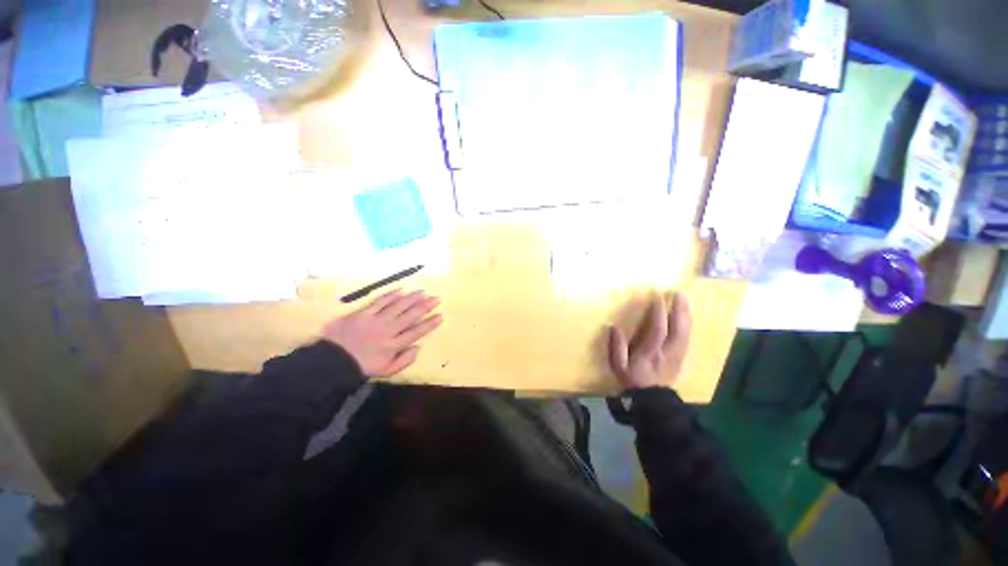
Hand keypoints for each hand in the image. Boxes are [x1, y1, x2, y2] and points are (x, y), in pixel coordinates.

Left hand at [322, 290, 442, 376]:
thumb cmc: (362, 366)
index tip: (440, 316)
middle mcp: (388, 330)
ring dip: (412, 298)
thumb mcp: (386, 371)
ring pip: (398, 306)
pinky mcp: (363, 313)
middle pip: (410, 316)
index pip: (416, 332)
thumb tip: (418, 347)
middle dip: (425, 306)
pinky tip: (401, 290)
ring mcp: (375, 321)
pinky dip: (391, 295)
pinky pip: (379, 302)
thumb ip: (405, 360)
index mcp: (393, 345)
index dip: (430, 323)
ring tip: (423, 292)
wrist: (332, 361)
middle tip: (436, 299)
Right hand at [608, 292, 691, 389]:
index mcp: (651, 352)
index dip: (659, 313)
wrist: (652, 399)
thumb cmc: (633, 380)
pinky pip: (687, 336)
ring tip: (684, 299)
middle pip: (678, 328)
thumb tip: (613, 327)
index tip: (658, 297)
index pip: (657, 329)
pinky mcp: (682, 356)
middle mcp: (668, 351)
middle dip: (679, 309)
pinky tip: (686, 315)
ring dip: (685, 314)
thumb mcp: (618, 366)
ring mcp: (677, 354)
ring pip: (685, 331)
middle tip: (678, 293)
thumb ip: (616, 347)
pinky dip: (688, 323)